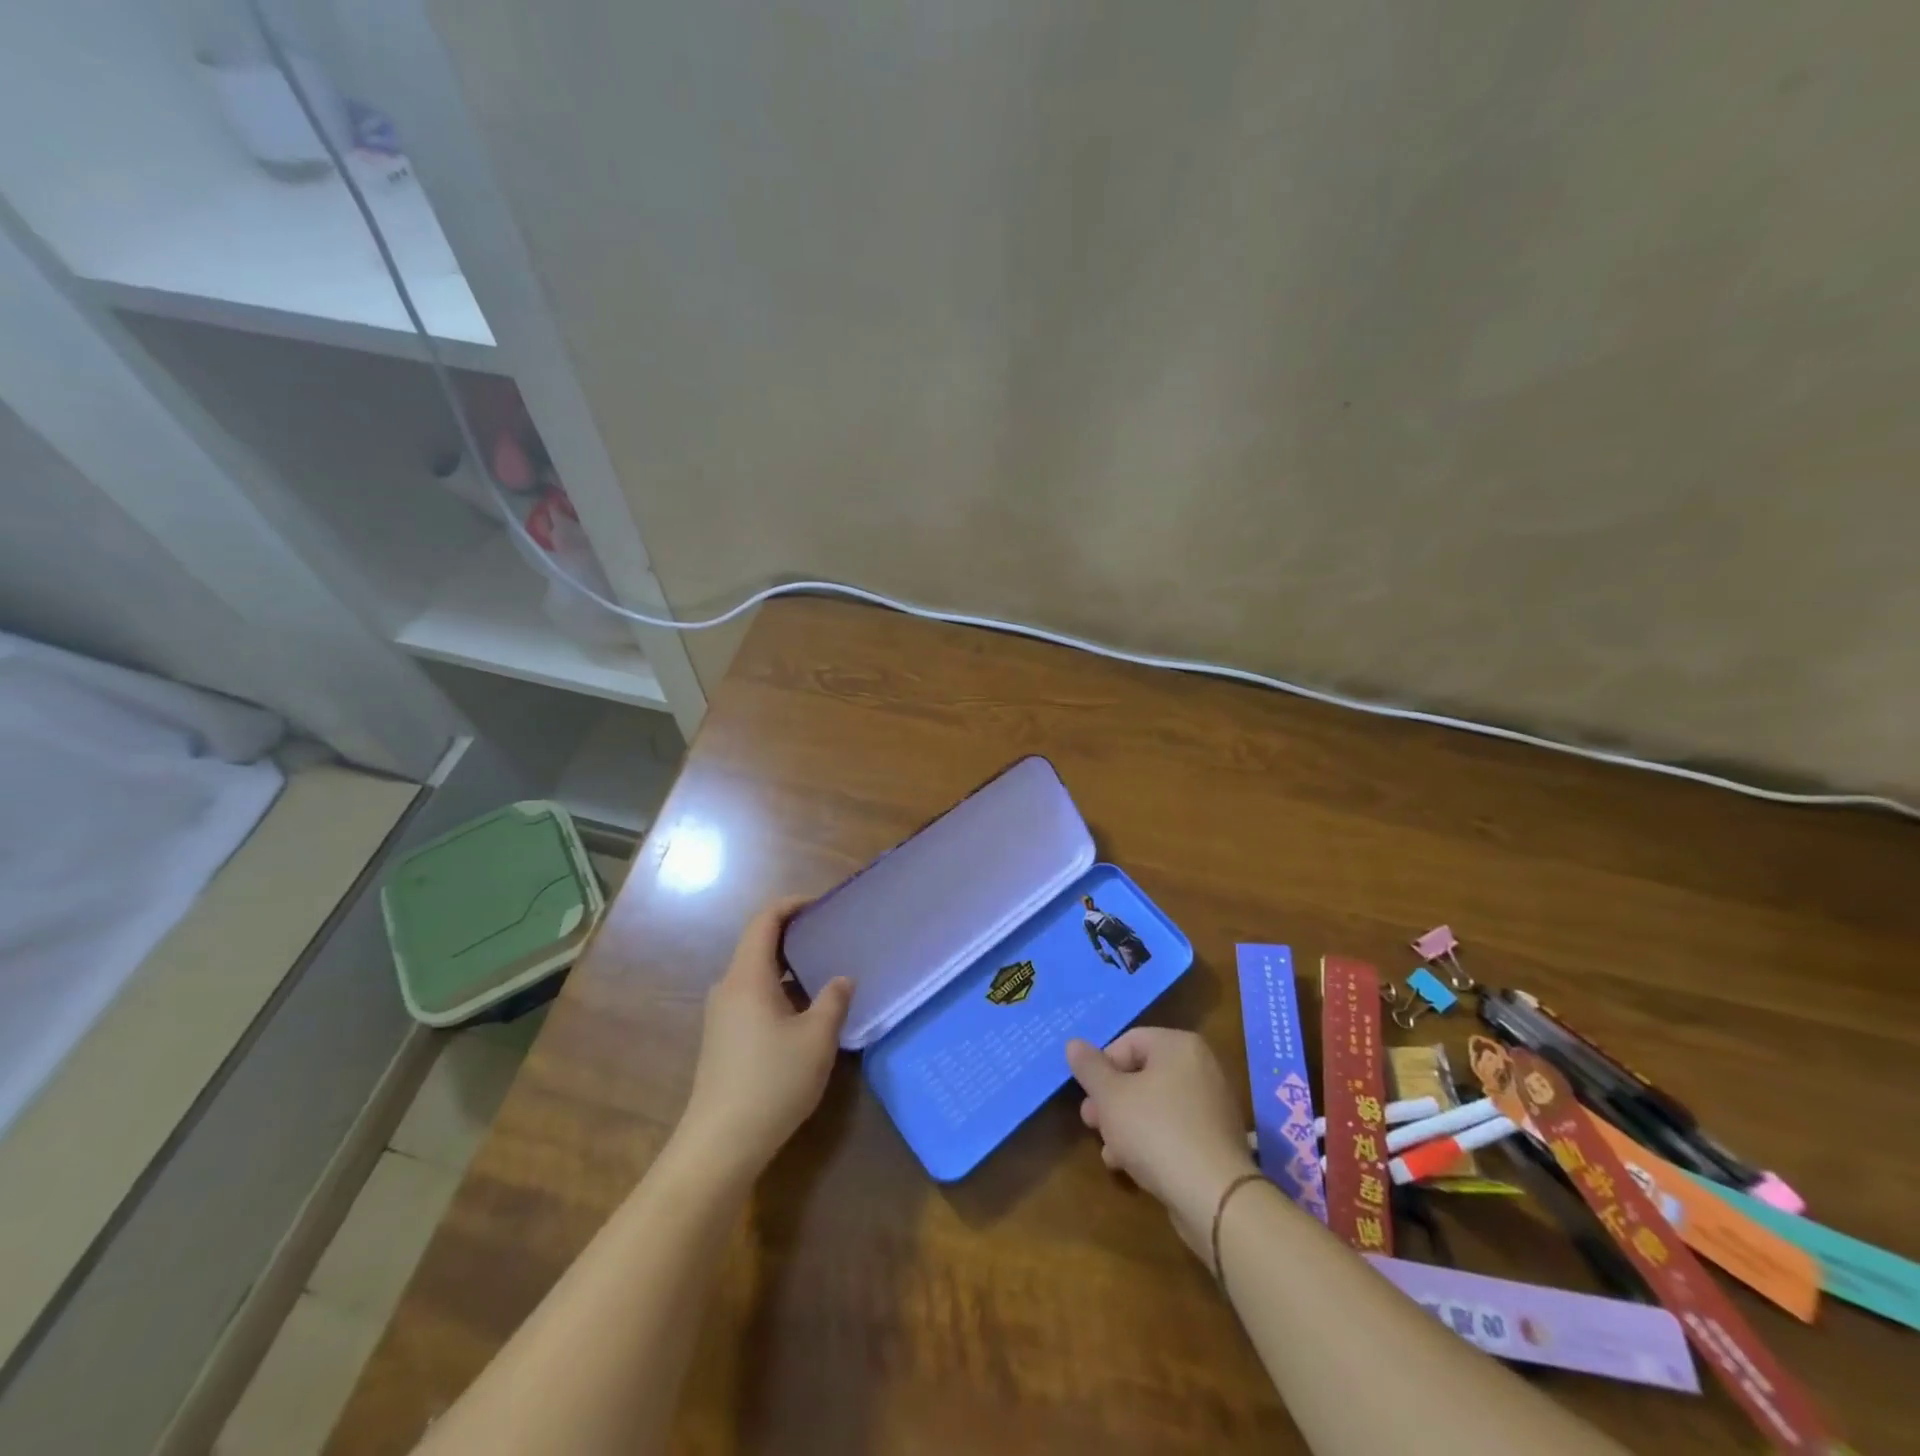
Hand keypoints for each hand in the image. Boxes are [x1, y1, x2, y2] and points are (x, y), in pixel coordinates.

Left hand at [677, 897, 852, 1177]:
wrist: (720, 1145)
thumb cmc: (772, 1082)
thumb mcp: (817, 1039)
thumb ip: (833, 1000)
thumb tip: (842, 979)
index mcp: (747, 977)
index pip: (764, 921)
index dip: (791, 905)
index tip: (822, 904)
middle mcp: (728, 988)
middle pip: (759, 945)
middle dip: (795, 936)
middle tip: (832, 938)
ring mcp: (721, 1016)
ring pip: (757, 976)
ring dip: (790, 969)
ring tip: (826, 975)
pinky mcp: (722, 1040)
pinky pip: (753, 999)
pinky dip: (780, 993)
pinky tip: (805, 1015)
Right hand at [1067, 1028, 1253, 1259]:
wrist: (1215, 1197)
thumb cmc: (1156, 1132)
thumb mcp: (1111, 1097)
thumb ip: (1090, 1068)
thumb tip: (1074, 1044)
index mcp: (1179, 1046)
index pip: (1129, 1042)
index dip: (1101, 1067)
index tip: (1087, 1096)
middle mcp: (1201, 1067)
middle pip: (1142, 1075)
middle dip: (1111, 1100)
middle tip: (1091, 1122)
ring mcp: (1212, 1105)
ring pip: (1155, 1105)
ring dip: (1126, 1124)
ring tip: (1108, 1152)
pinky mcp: (1216, 1140)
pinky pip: (1174, 1129)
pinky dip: (1151, 1140)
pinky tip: (1131, 1165)